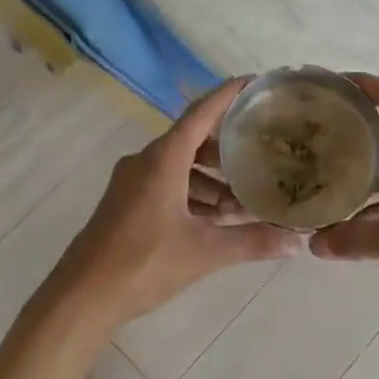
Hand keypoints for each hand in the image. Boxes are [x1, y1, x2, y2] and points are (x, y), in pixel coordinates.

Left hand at [42, 79, 302, 333]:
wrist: (81, 296)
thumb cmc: (143, 263)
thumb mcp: (205, 252)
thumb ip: (252, 242)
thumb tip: (297, 243)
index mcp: (163, 159)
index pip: (202, 112)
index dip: (229, 94)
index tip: (256, 82)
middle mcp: (146, 161)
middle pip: (193, 140)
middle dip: (227, 150)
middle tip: (262, 156)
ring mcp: (132, 182)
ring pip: (180, 166)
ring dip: (211, 180)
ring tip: (243, 203)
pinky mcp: (126, 202)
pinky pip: (166, 184)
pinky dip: (192, 194)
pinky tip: (214, 220)